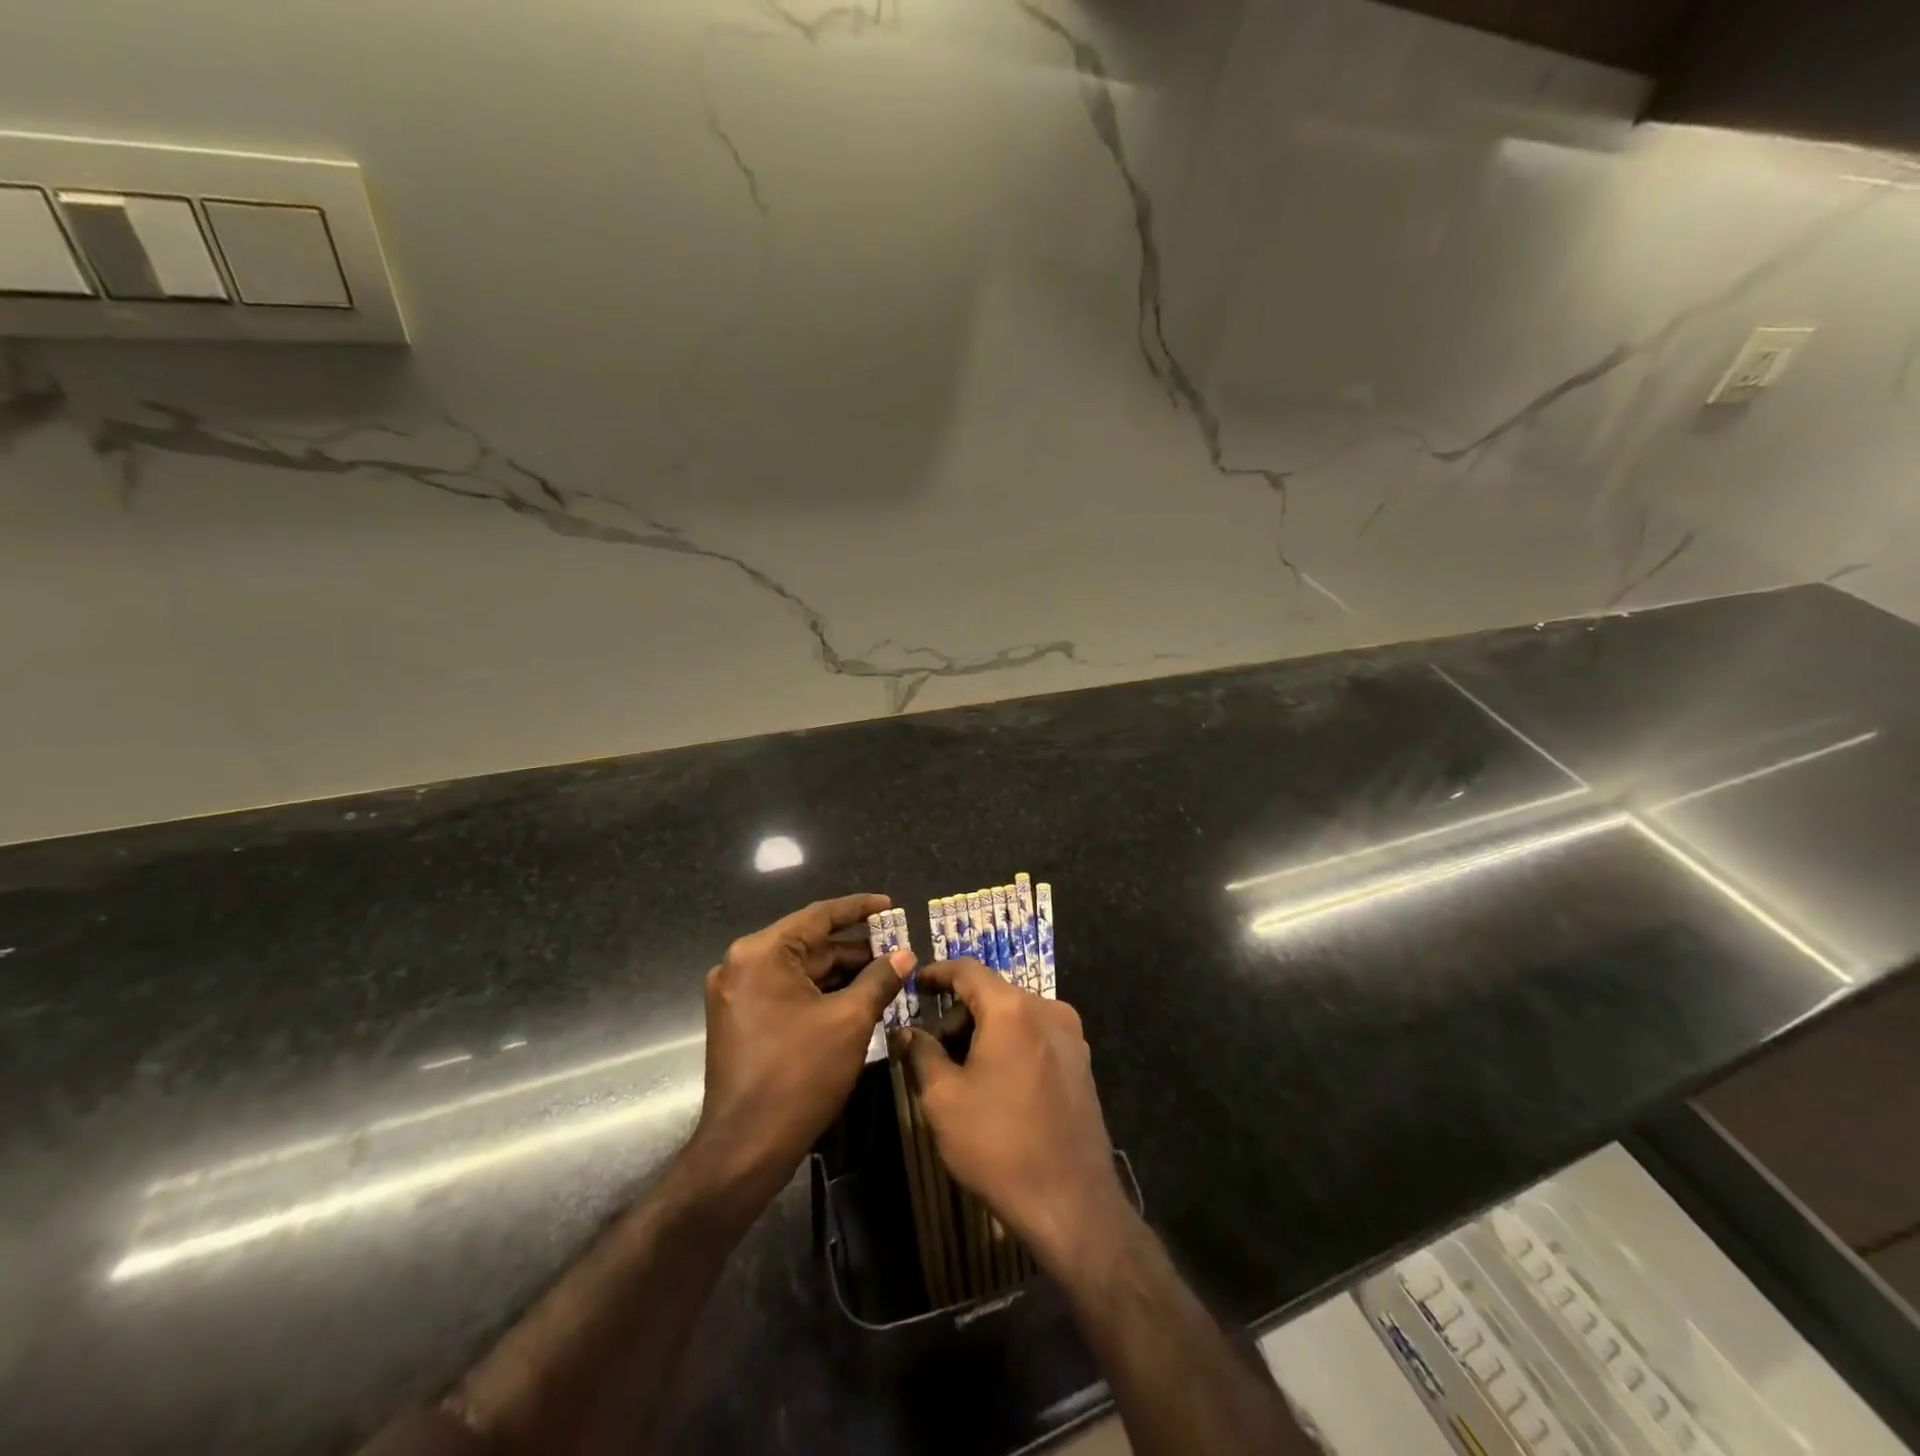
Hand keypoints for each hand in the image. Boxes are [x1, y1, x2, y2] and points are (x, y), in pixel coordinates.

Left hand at [687, 893, 911, 1216]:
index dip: (859, 909)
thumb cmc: (799, 1075)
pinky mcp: (741, 1020)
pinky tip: (857, 998)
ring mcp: (737, 994)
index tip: (891, 905)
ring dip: (841, 973)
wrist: (745, 1148)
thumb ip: (879, 979)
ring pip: (800, 971)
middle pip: (809, 944)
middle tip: (898, 948)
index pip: (819, 916)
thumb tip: (905, 954)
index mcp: (762, 953)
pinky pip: (787, 992)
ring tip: (886, 973)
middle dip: (855, 948)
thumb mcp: (850, 1021)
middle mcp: (742, 964)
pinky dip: (821, 993)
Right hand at [893, 959, 1130, 1275]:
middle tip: (932, 1048)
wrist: (1072, 1204)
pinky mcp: (1081, 1064)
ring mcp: (1071, 1037)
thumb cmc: (998, 1145)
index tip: (914, 983)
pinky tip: (995, 1084)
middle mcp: (1048, 1009)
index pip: (968, 970)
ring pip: (1015, 1016)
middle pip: (993, 994)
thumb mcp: (944, 1099)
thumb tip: (906, 1032)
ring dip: (984, 1031)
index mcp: (1012, 1008)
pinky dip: (1010, 1045)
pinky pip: (1036, 1037)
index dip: (937, 973)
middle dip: (958, 1014)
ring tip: (961, 1071)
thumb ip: (921, 1054)